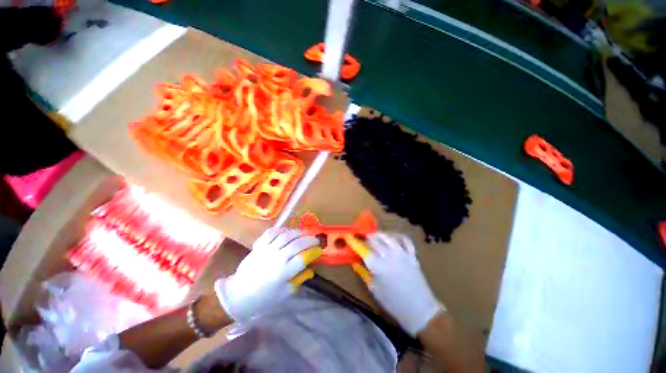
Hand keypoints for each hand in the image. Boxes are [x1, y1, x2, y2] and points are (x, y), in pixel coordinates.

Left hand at [214, 228, 320, 322]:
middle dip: (309, 240)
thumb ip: (298, 280)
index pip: (303, 258)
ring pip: (286, 235)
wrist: (238, 294)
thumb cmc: (263, 298)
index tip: (319, 250)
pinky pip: (272, 233)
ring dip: (298, 232)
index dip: (313, 252)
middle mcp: (276, 258)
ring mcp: (267, 250)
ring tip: (305, 233)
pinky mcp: (259, 245)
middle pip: (297, 244)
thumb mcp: (284, 294)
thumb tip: (310, 269)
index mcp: (283, 272)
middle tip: (316, 239)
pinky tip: (288, 231)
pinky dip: (282, 229)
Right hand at [350, 232, 443, 335]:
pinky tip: (392, 238)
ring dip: (379, 234)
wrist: (420, 310)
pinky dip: (397, 236)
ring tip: (374, 236)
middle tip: (361, 237)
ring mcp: (402, 254)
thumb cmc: (394, 303)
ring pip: (387, 236)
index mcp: (378, 266)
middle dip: (366, 236)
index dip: (354, 241)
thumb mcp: (375, 290)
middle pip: (374, 239)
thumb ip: (364, 273)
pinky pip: (405, 240)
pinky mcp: (412, 255)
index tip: (348, 236)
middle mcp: (389, 256)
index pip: (362, 249)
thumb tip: (355, 262)